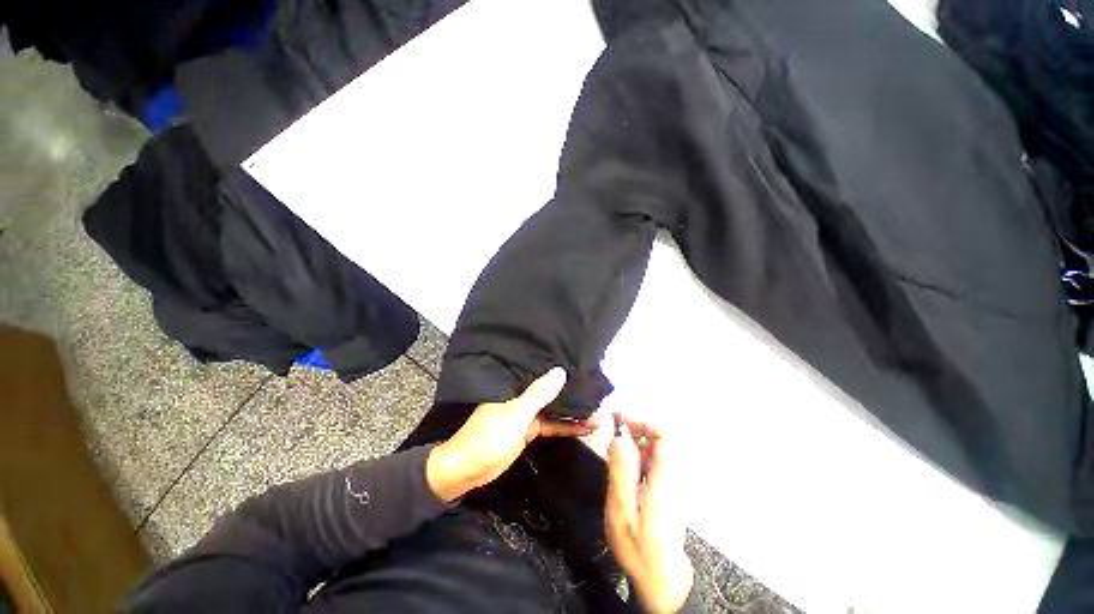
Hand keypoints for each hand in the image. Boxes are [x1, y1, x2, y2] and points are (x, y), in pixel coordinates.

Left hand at [426, 367, 597, 501]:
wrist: (466, 471)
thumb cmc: (488, 437)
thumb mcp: (516, 414)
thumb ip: (539, 394)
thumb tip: (561, 371)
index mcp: (516, 386)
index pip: (544, 375)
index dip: (564, 373)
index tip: (585, 370)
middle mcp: (523, 396)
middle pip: (552, 392)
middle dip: (573, 394)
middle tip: (598, 393)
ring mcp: (526, 414)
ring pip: (554, 409)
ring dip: (573, 413)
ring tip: (598, 413)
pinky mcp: (528, 431)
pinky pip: (551, 425)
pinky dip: (566, 427)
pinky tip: (584, 428)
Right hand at [606, 415, 692, 613]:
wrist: (661, 578)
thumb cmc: (640, 549)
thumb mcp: (622, 512)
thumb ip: (621, 473)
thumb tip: (618, 438)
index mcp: (664, 480)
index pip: (666, 437)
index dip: (645, 421)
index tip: (622, 417)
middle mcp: (672, 476)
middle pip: (661, 438)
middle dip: (637, 425)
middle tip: (614, 422)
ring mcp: (671, 482)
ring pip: (657, 447)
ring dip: (636, 437)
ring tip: (615, 437)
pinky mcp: (666, 487)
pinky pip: (654, 459)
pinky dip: (638, 451)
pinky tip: (623, 459)